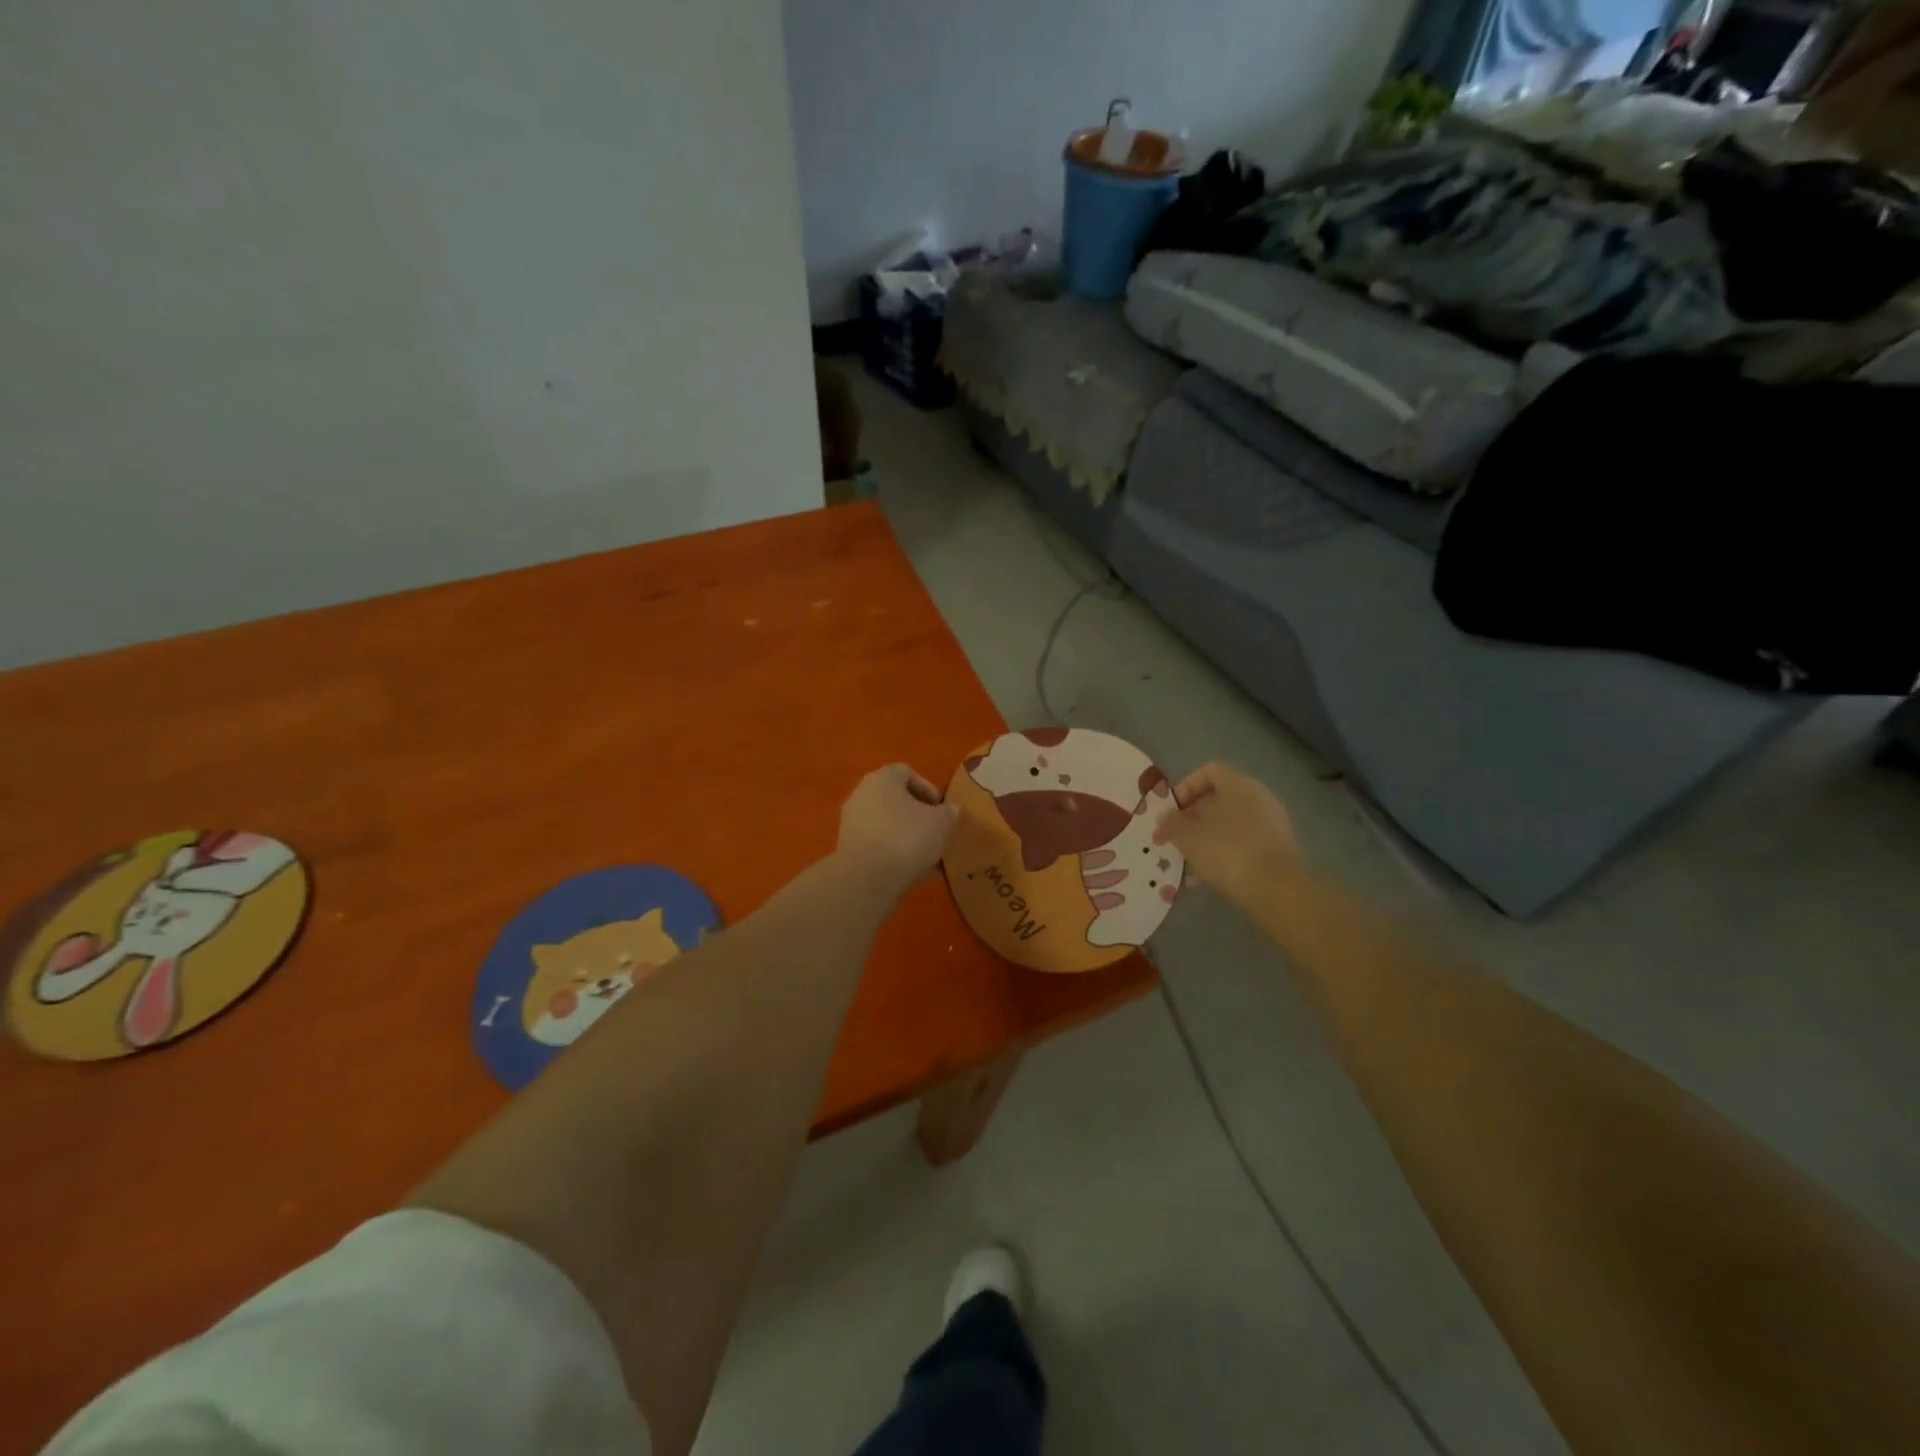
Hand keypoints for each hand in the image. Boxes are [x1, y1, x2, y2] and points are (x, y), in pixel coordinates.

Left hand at [835, 764, 959, 896]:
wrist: (867, 877)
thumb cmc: (907, 838)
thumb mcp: (941, 823)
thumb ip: (950, 812)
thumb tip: (951, 810)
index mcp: (883, 778)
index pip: (906, 772)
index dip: (928, 788)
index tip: (942, 808)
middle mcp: (862, 794)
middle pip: (894, 799)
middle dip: (917, 814)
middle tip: (936, 830)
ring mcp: (852, 822)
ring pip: (886, 824)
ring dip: (907, 835)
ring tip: (928, 855)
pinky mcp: (848, 848)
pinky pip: (877, 844)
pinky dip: (894, 852)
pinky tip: (913, 871)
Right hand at [1155, 763, 1300, 910]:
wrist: (1279, 890)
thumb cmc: (1228, 852)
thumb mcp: (1188, 837)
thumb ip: (1171, 823)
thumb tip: (1165, 817)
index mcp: (1238, 786)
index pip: (1209, 771)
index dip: (1186, 787)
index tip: (1171, 811)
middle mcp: (1258, 799)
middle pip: (1218, 800)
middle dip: (1191, 819)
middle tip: (1172, 839)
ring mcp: (1271, 825)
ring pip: (1229, 826)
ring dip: (1205, 841)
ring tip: (1185, 863)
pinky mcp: (1277, 851)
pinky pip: (1242, 846)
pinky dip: (1223, 857)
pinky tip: (1204, 880)